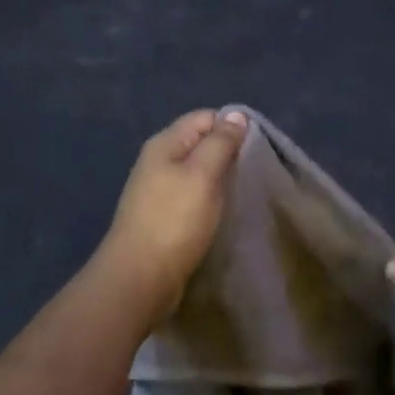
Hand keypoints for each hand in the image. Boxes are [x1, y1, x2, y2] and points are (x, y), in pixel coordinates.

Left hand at [97, 109, 249, 318]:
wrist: (139, 278)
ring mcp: (156, 189)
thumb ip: (220, 142)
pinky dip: (208, 200)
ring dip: (219, 179)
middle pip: (200, 143)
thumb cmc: (174, 220)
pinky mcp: (161, 216)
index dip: (231, 127)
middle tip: (252, 172)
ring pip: (197, 171)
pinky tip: (221, 213)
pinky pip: (191, 196)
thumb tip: (236, 115)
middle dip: (227, 153)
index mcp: (165, 143)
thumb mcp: (203, 174)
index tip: (256, 149)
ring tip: (240, 193)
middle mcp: (158, 160)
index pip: (205, 117)